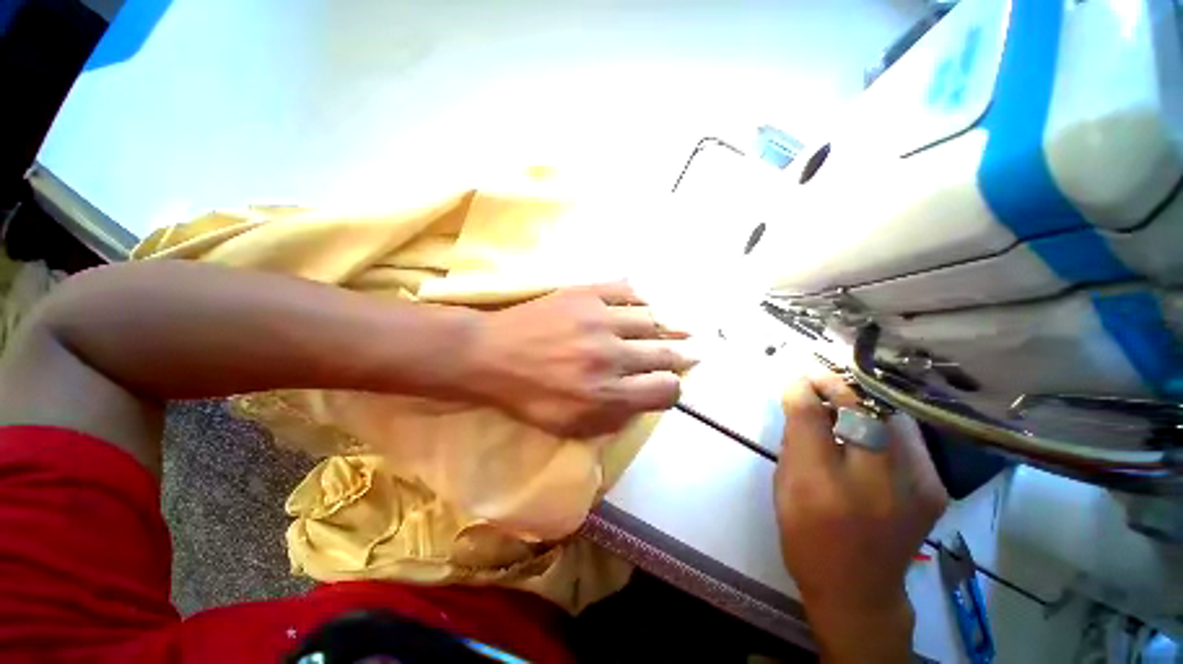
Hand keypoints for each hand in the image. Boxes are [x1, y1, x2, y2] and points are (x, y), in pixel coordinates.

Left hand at [465, 282, 693, 437]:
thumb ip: (612, 418)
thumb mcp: (568, 426)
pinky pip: (628, 291)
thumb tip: (644, 400)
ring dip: (666, 328)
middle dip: (679, 357)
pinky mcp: (586, 293)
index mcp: (605, 394)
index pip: (665, 389)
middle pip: (666, 353)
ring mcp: (599, 319)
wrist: (489, 354)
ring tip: (671, 330)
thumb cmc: (527, 395)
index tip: (667, 384)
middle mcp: (610, 355)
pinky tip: (645, 306)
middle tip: (684, 355)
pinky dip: (642, 300)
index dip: (672, 389)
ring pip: (653, 320)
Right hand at [774, 374, 947, 662]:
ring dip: (862, 401)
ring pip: (891, 416)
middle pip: (859, 410)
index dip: (802, 389)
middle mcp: (873, 483)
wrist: (859, 590)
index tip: (795, 379)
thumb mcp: (784, 486)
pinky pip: (908, 436)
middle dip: (835, 385)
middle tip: (818, 378)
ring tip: (843, 400)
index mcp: (820, 487)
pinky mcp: (934, 487)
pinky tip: (868, 428)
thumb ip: (793, 441)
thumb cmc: (807, 537)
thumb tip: (801, 401)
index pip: (811, 418)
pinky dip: (884, 422)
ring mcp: (915, 486)